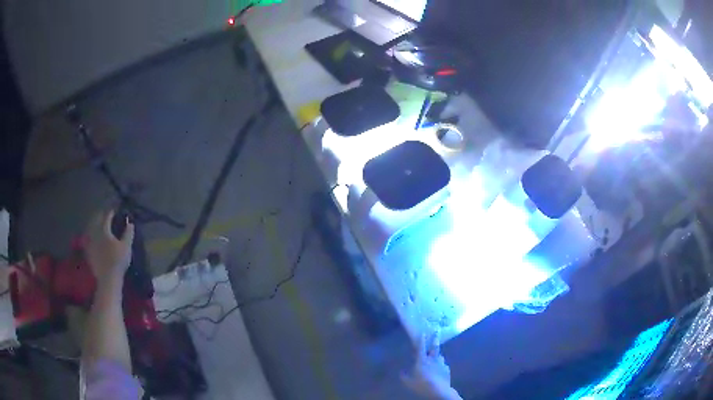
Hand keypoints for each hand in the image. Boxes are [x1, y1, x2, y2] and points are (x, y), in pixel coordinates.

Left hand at [85, 210, 134, 287]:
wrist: (108, 278)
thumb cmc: (118, 261)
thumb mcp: (126, 247)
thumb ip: (128, 233)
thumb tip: (130, 223)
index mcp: (104, 229)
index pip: (107, 216)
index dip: (111, 212)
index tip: (115, 210)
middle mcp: (95, 232)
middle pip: (96, 219)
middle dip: (101, 215)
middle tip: (105, 214)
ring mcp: (90, 242)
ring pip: (91, 228)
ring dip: (94, 224)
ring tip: (98, 224)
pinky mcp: (88, 251)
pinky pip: (88, 239)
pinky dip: (91, 235)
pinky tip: (93, 238)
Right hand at [402, 334, 461, 399]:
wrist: (439, 390)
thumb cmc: (422, 384)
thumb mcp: (409, 382)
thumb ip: (404, 376)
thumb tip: (401, 372)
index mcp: (422, 360)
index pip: (421, 347)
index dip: (422, 340)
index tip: (423, 332)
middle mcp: (432, 359)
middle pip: (435, 347)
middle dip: (435, 338)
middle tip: (437, 331)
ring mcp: (441, 363)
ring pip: (440, 356)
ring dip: (437, 355)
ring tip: (436, 356)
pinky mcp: (447, 369)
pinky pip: (443, 365)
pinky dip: (441, 365)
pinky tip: (440, 369)